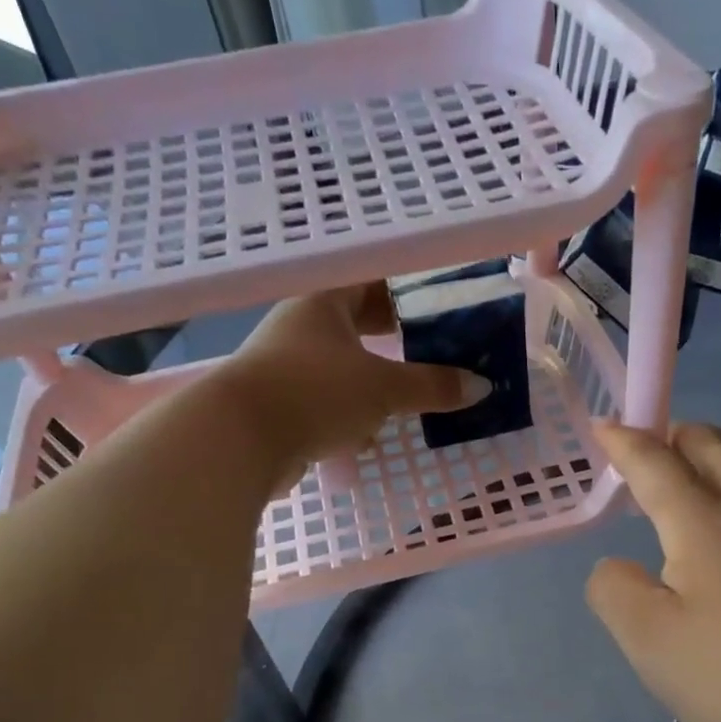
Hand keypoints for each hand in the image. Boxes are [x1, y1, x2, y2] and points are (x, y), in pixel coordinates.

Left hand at [219, 284, 489, 489]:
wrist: (239, 440)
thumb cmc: (315, 392)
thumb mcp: (383, 387)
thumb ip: (432, 386)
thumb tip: (481, 387)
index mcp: (323, 302)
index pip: (371, 281)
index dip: (407, 289)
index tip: (441, 303)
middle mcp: (302, 327)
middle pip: (357, 324)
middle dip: (396, 338)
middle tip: (437, 348)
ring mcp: (288, 368)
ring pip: (343, 365)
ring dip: (375, 378)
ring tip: (414, 390)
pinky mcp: (282, 406)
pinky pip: (328, 401)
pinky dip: (353, 413)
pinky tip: (375, 432)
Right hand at [586, 422, 720, 721]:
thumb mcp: (650, 642)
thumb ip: (615, 591)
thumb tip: (616, 566)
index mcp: (705, 523)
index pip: (656, 465)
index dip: (625, 443)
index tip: (605, 426)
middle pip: (717, 449)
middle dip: (680, 437)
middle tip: (657, 445)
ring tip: (704, 478)